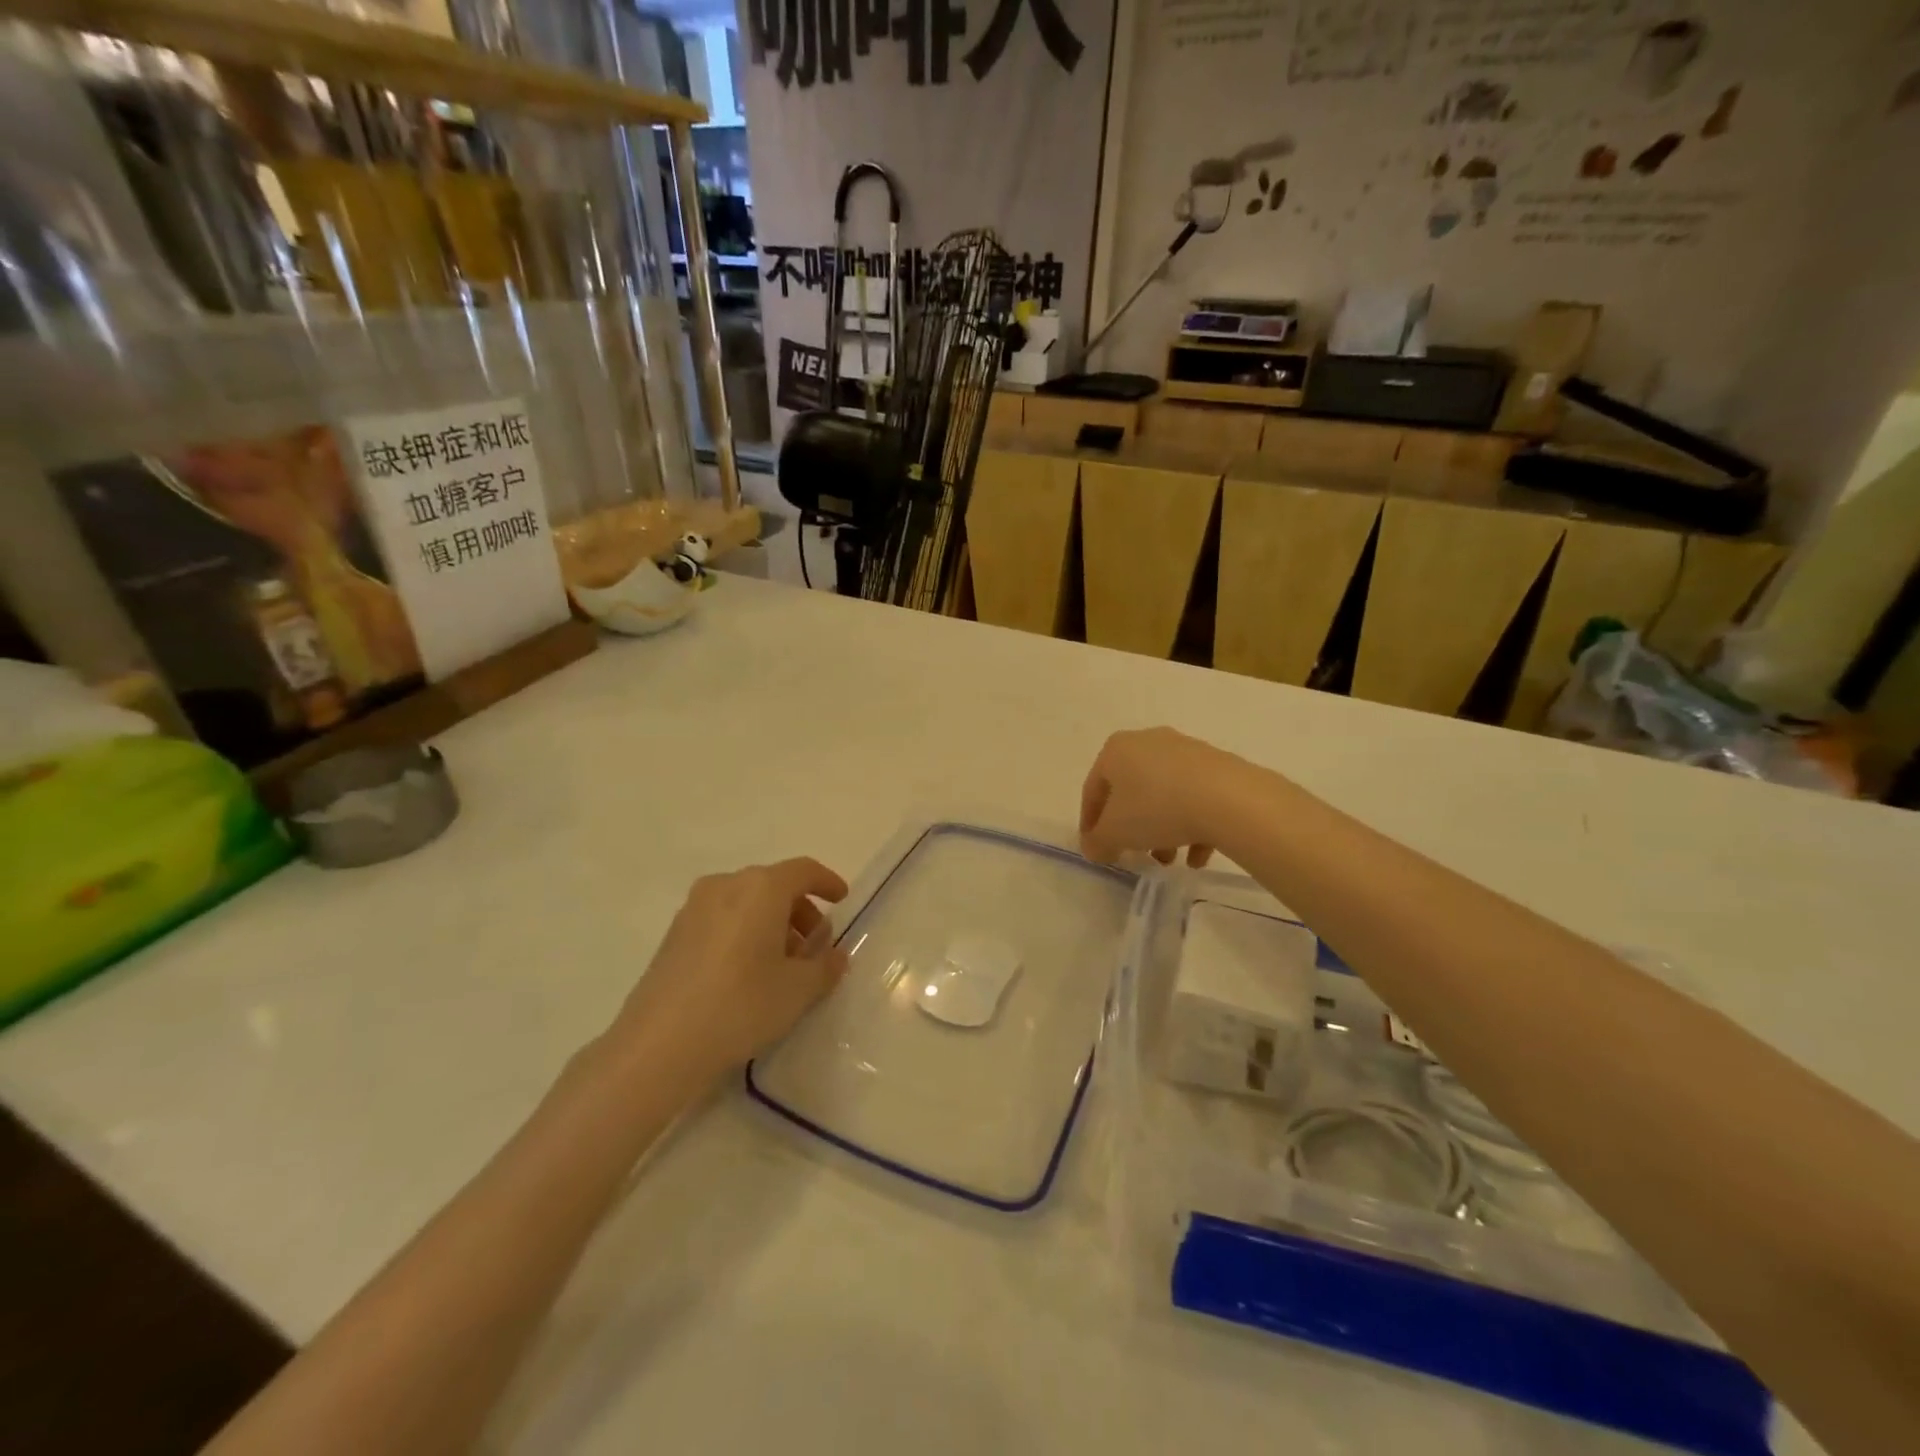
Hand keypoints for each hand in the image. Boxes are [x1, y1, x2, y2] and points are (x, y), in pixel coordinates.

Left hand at [608, 858, 849, 1082]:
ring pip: (746, 902)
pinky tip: (747, 972)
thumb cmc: (741, 1005)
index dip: (827, 882)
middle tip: (813, 945)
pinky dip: (743, 932)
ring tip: (782, 964)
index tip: (841, 901)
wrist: (658, 1046)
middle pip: (773, 885)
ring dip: (771, 923)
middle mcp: (726, 885)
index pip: (804, 871)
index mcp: (761, 888)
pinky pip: (722, 919)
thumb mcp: (798, 990)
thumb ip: (824, 966)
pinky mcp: (673, 934)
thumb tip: (834, 955)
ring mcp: (694, 908)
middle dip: (799, 909)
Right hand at [1080, 727, 1244, 866]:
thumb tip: (1093, 847)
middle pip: (1132, 791)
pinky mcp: (1217, 765)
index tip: (1096, 848)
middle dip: (1132, 828)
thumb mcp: (1115, 833)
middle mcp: (1149, 742)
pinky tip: (1198, 855)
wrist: (1228, 799)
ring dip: (1162, 830)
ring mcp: (1186, 751)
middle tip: (1135, 854)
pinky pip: (1195, 797)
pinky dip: (1192, 824)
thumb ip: (1097, 842)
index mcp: (1117, 750)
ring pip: (1165, 795)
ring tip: (1170, 860)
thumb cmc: (1157, 809)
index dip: (1090, 823)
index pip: (1093, 789)